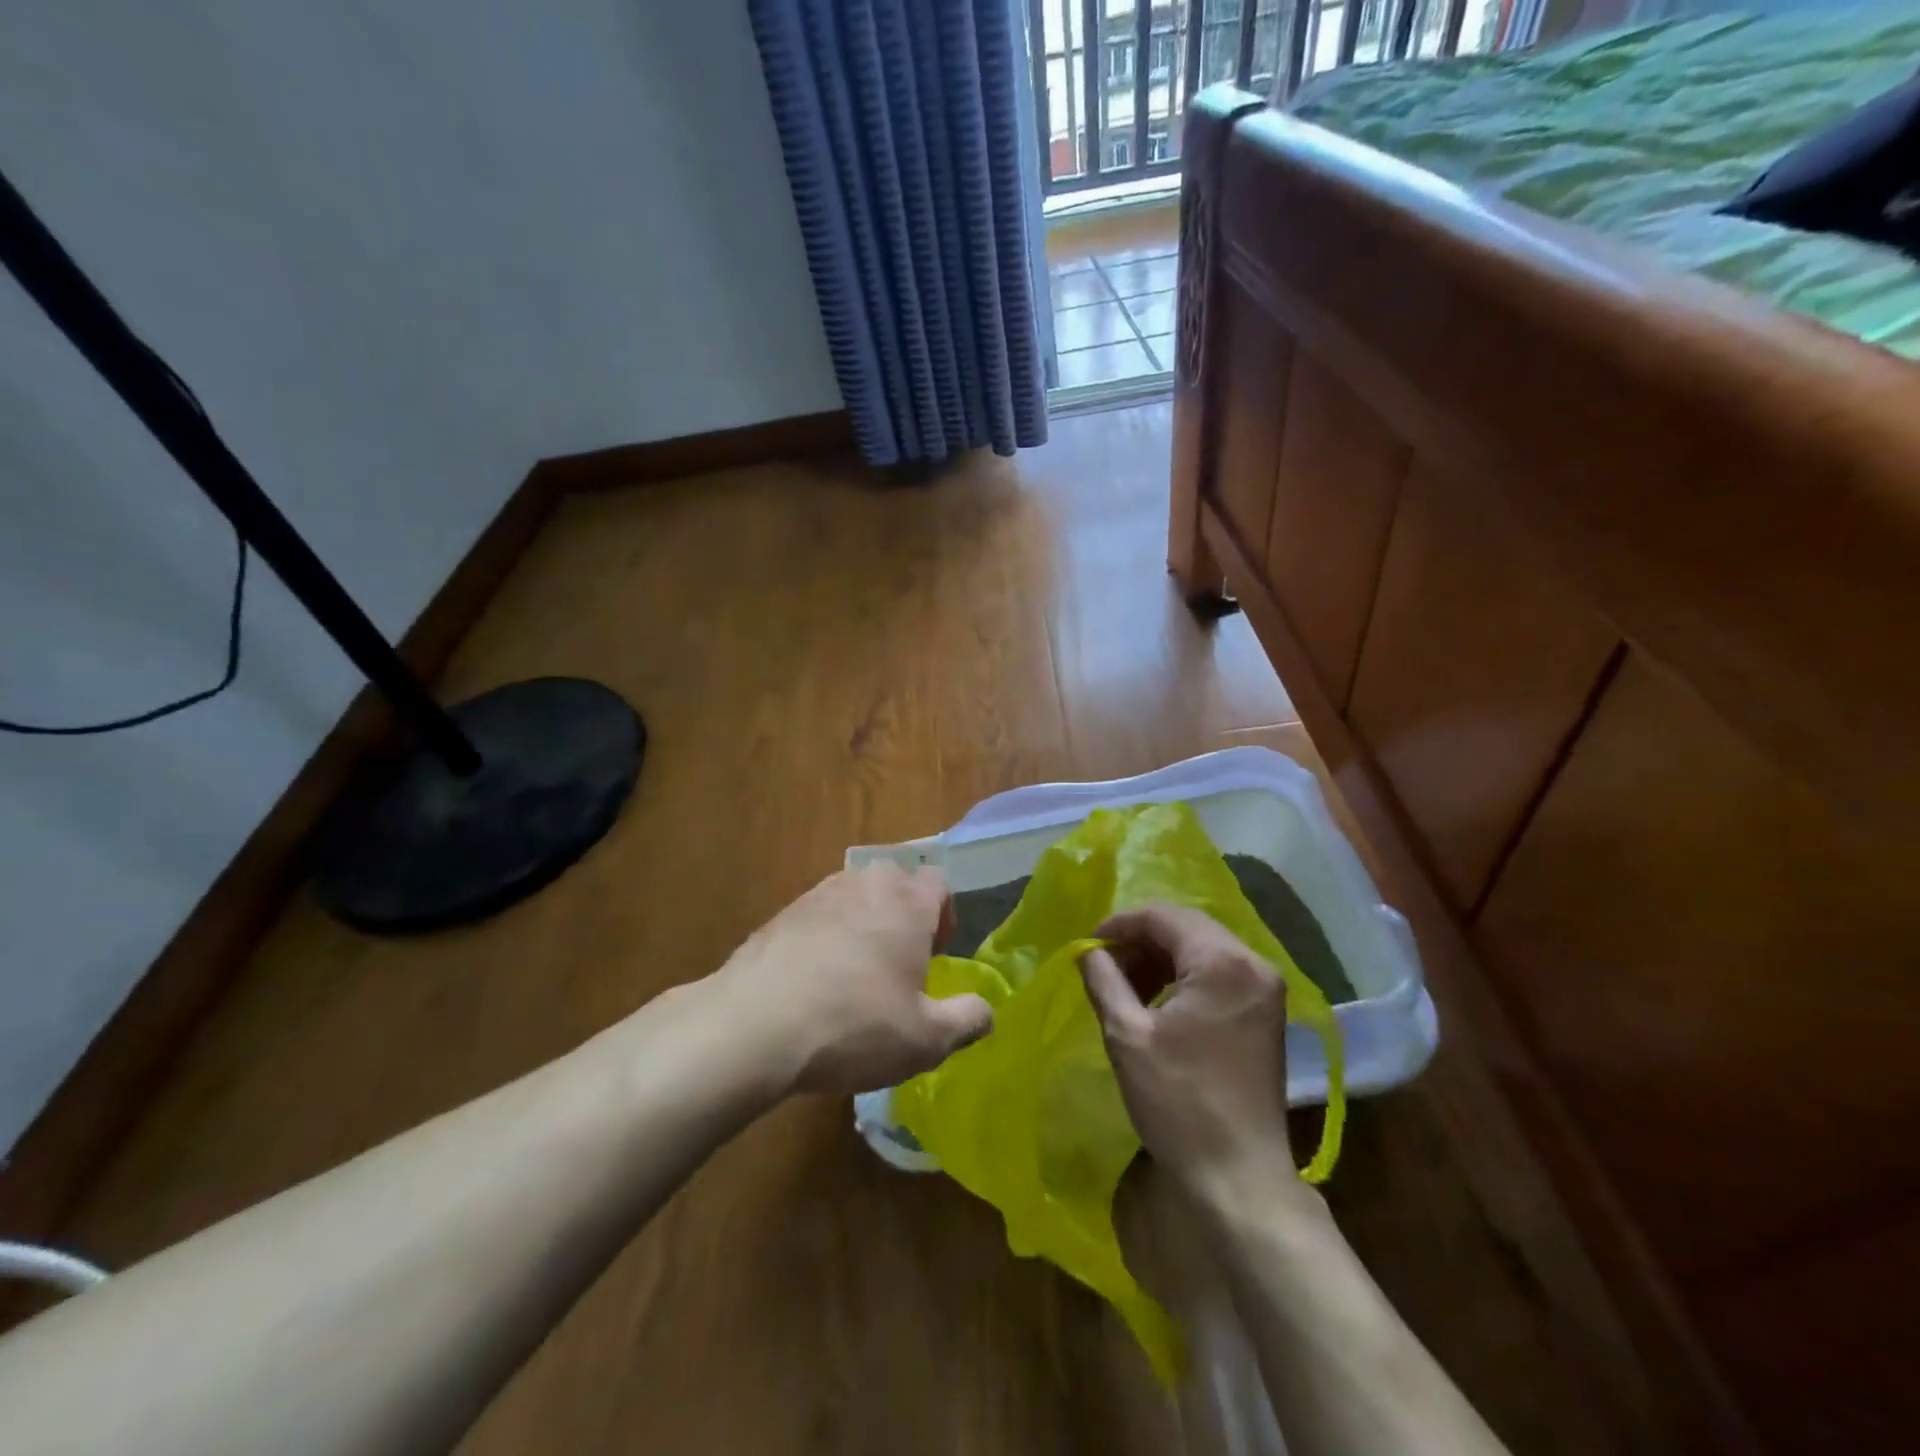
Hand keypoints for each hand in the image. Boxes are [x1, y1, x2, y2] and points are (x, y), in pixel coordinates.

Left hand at [714, 864, 992, 1095]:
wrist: (754, 1026)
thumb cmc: (854, 1026)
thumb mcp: (925, 1040)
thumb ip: (967, 1020)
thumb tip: (985, 1012)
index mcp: (907, 903)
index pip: (939, 882)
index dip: (944, 915)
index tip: (936, 954)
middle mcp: (865, 885)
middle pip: (895, 882)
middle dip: (904, 914)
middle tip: (900, 962)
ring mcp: (818, 894)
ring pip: (855, 896)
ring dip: (863, 923)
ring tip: (856, 973)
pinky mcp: (781, 914)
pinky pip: (818, 915)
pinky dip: (825, 937)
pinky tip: (815, 981)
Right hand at [1078, 904, 1296, 1197]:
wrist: (1239, 1176)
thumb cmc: (1178, 1102)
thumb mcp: (1127, 1035)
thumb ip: (1103, 979)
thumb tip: (1087, 951)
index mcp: (1222, 961)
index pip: (1161, 916)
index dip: (1118, 925)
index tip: (1088, 948)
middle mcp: (1252, 963)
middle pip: (1186, 925)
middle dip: (1140, 939)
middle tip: (1104, 965)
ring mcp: (1265, 988)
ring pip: (1202, 947)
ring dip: (1161, 957)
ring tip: (1125, 985)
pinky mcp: (1267, 1012)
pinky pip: (1219, 971)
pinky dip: (1184, 976)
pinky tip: (1158, 1001)